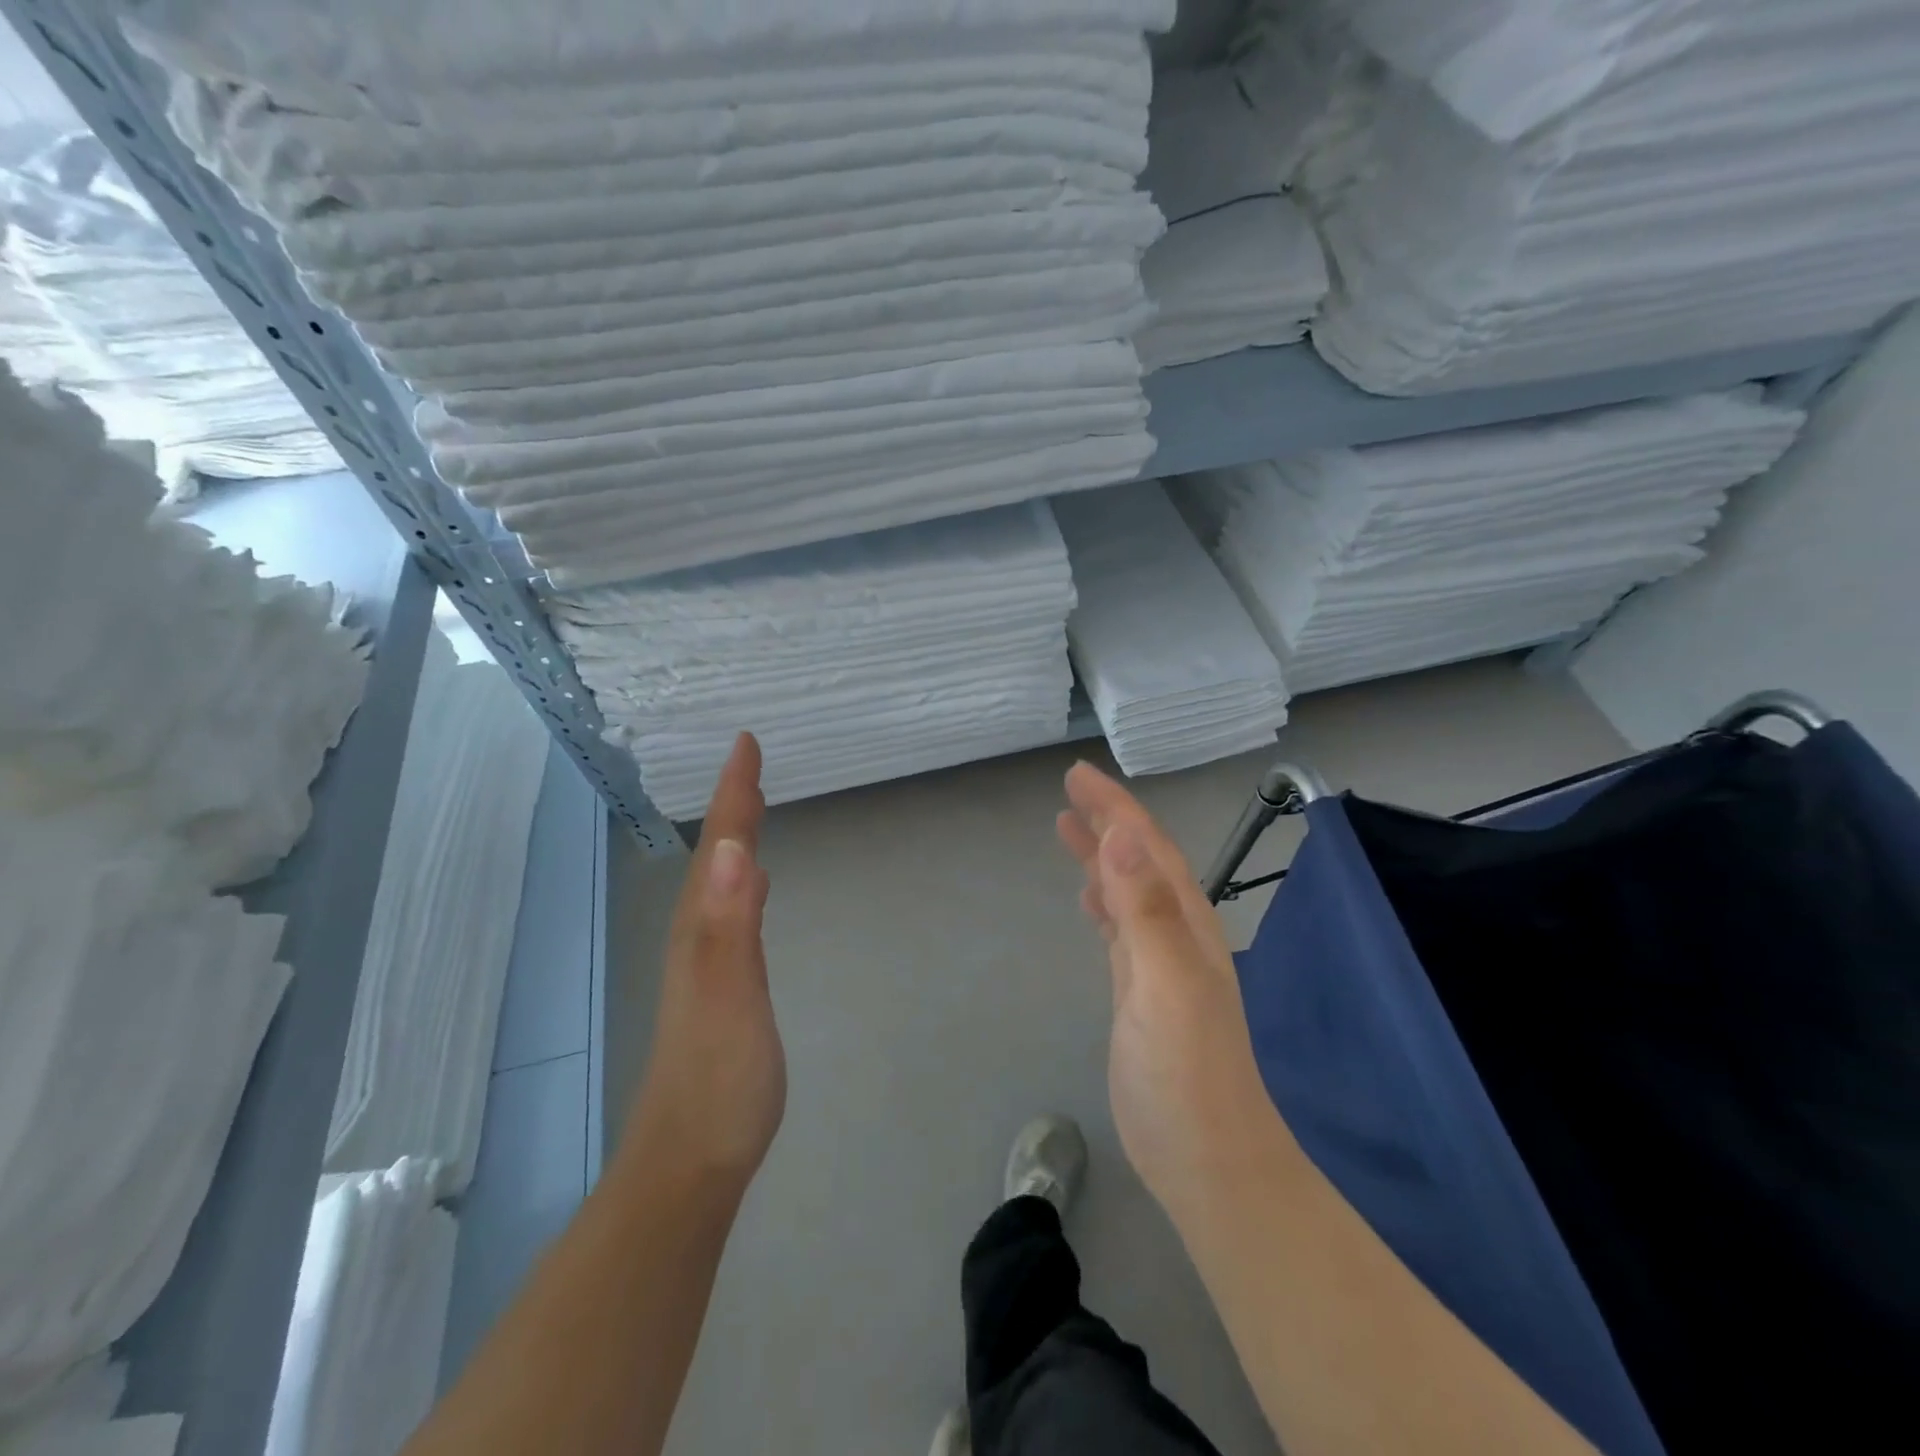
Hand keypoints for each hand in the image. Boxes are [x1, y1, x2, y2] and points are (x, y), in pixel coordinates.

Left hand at [623, 733, 783, 1192]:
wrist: (691, 1161)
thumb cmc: (719, 1081)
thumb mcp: (730, 997)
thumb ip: (732, 925)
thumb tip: (738, 849)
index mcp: (702, 929)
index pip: (722, 848)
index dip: (734, 794)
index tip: (746, 744)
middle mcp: (697, 936)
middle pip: (717, 856)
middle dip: (733, 806)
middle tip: (750, 764)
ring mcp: (706, 963)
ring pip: (721, 881)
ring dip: (736, 838)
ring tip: (753, 807)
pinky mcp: (720, 987)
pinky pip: (732, 911)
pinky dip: (744, 881)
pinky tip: (756, 884)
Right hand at [1056, 761, 1277, 1213]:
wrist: (1208, 1160)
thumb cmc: (1187, 1073)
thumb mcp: (1167, 984)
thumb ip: (1147, 910)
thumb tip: (1125, 835)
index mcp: (1185, 922)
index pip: (1147, 847)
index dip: (1115, 808)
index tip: (1078, 776)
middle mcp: (1177, 933)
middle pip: (1139, 861)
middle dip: (1108, 821)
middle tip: (1070, 792)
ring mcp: (1160, 964)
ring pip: (1129, 891)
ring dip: (1103, 857)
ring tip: (1070, 829)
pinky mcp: (1141, 993)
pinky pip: (1121, 928)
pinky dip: (1103, 902)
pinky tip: (1089, 900)